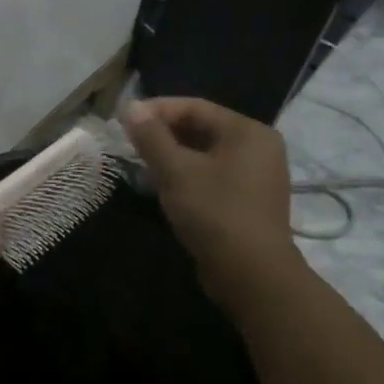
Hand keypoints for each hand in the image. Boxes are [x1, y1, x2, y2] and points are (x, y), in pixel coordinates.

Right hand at [123, 98, 297, 283]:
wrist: (252, 278)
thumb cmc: (214, 213)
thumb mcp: (175, 170)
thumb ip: (151, 135)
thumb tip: (131, 105)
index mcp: (247, 131)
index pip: (194, 107)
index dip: (156, 110)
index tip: (125, 120)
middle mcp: (258, 147)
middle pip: (201, 128)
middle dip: (163, 134)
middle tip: (130, 143)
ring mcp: (256, 176)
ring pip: (204, 153)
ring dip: (172, 156)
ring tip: (142, 165)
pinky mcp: (249, 200)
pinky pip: (212, 174)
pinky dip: (187, 175)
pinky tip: (164, 186)